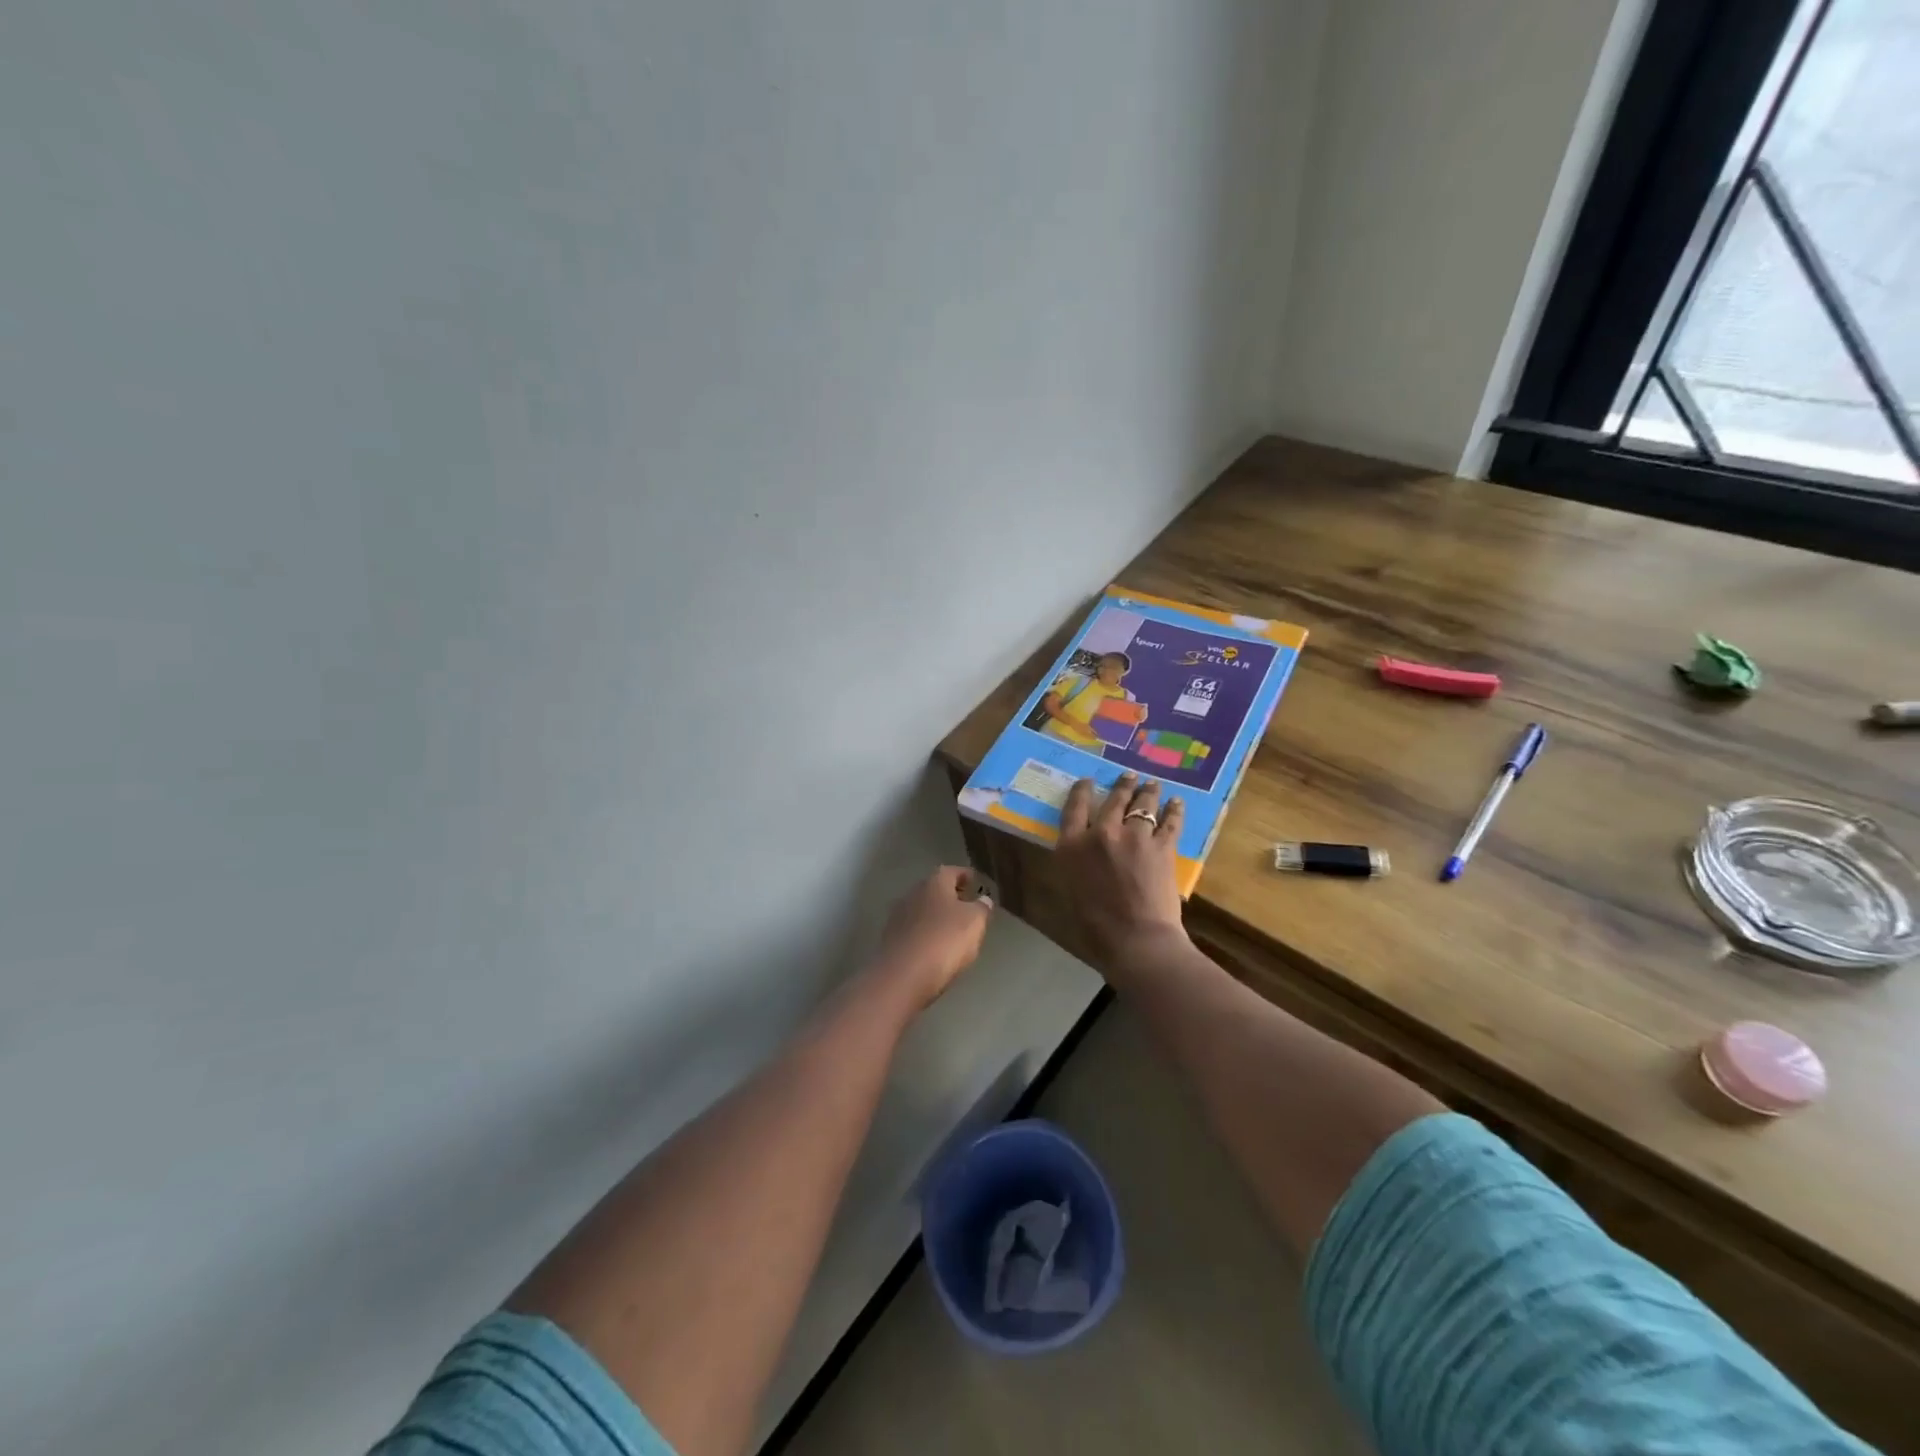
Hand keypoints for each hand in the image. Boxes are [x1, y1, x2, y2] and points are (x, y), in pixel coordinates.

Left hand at [873, 865, 992, 1007]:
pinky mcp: (890, 940)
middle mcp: (913, 893)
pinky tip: (935, 946)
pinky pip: (914, 930)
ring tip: (953, 928)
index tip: (976, 882)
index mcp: (934, 883)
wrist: (902, 976)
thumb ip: (981, 908)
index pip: (952, 871)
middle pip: (934, 889)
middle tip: (967, 905)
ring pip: (923, 909)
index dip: (965, 875)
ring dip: (937, 915)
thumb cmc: (944, 941)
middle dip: (950, 895)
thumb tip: (983, 899)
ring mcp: (898, 917)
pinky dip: (926, 933)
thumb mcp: (975, 922)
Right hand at [1058, 771, 1186, 972]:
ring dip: (1148, 791)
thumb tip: (1082, 853)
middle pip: (1113, 800)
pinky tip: (1177, 803)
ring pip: (1143, 804)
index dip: (1082, 791)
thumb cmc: (1095, 926)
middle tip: (1128, 776)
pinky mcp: (1162, 847)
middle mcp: (1102, 833)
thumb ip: (1075, 865)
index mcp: (1072, 846)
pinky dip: (1174, 810)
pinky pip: (1170, 822)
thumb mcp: (1071, 890)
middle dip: (1122, 785)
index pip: (1075, 808)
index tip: (1088, 781)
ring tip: (1152, 784)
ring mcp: (1134, 837)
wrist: (1136, 938)